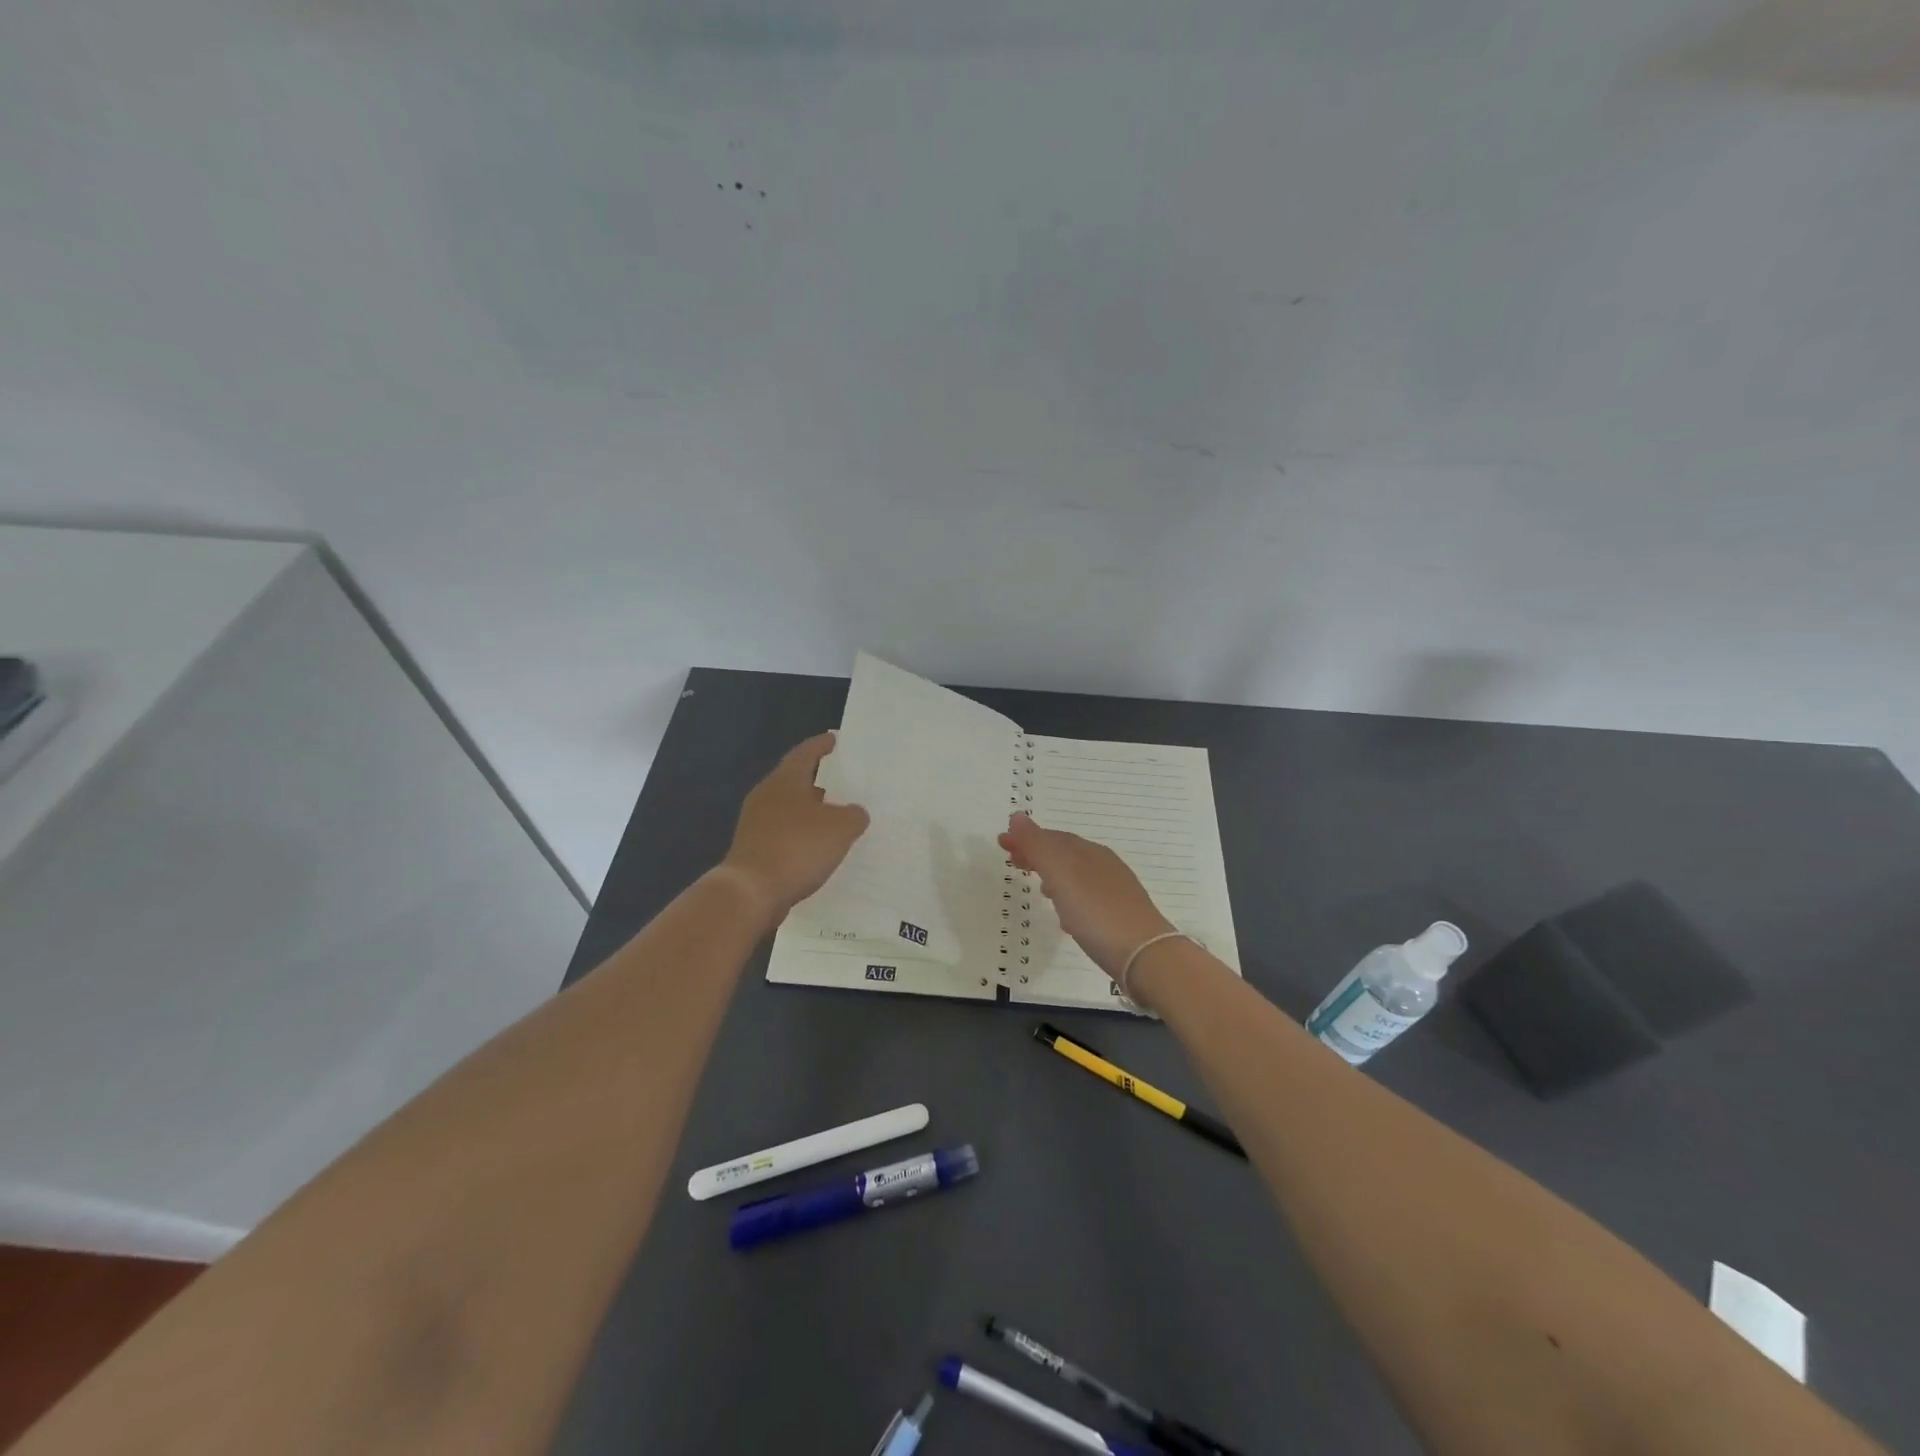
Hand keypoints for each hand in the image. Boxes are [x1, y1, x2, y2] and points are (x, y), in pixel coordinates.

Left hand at [721, 733, 869, 920]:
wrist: (751, 893)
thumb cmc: (797, 847)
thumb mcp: (840, 828)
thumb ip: (854, 815)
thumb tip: (855, 813)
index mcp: (785, 780)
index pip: (806, 752)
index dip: (823, 745)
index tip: (837, 740)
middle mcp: (767, 796)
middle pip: (798, 780)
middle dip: (823, 782)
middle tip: (849, 783)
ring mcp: (757, 824)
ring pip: (792, 810)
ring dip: (815, 813)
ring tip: (842, 819)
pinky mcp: (756, 849)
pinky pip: (787, 835)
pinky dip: (805, 837)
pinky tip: (823, 849)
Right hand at [998, 812, 1174, 980]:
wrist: (1145, 956)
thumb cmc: (1097, 912)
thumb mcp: (1061, 874)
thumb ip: (1039, 846)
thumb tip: (1017, 816)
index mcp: (1089, 852)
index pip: (1053, 837)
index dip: (1026, 838)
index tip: (1002, 842)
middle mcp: (1104, 866)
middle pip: (1065, 853)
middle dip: (1037, 854)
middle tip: (1012, 861)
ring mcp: (1115, 891)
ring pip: (1076, 875)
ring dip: (1052, 875)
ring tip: (1036, 885)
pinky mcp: (1119, 916)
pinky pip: (1087, 897)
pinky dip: (1069, 896)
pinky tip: (1064, 914)